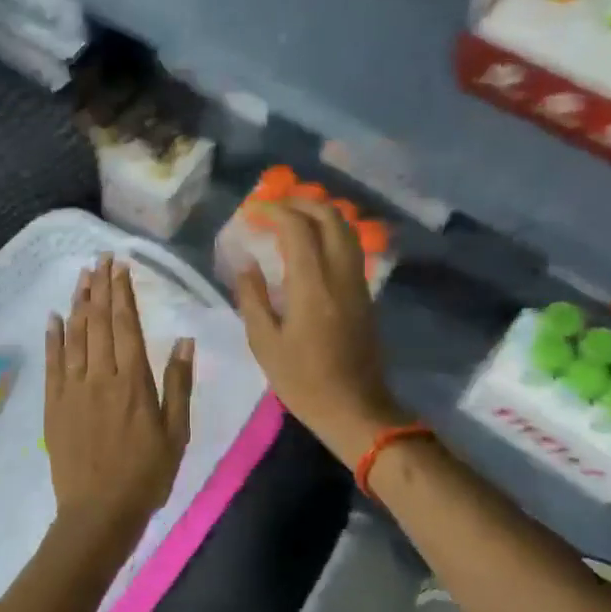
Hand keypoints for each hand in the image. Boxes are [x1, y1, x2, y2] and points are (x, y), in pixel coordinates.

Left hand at [44, 257, 194, 549]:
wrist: (99, 513)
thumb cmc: (146, 474)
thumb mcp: (176, 432)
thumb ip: (178, 383)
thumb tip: (184, 340)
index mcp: (133, 381)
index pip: (127, 325)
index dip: (123, 293)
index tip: (120, 267)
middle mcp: (101, 376)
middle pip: (100, 322)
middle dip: (100, 288)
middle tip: (100, 259)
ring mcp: (73, 389)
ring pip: (75, 336)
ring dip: (78, 303)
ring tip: (81, 277)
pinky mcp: (54, 404)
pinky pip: (53, 363)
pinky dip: (53, 337)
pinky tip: (54, 317)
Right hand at [234, 201, 401, 460]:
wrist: (355, 408)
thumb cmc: (303, 381)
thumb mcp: (265, 343)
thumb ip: (252, 298)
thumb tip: (245, 263)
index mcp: (313, 286)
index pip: (298, 228)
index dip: (274, 211)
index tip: (253, 212)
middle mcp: (340, 274)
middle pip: (330, 217)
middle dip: (301, 203)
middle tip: (274, 208)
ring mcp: (358, 282)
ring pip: (345, 229)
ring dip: (319, 214)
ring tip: (291, 219)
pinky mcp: (365, 293)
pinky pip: (350, 247)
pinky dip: (330, 232)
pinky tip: (310, 244)